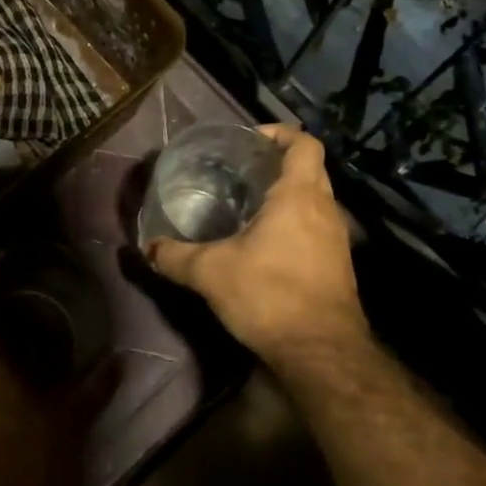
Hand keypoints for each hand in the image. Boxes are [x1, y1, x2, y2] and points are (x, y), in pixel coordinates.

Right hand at [146, 123, 368, 364]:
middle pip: (310, 170)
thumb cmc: (269, 295)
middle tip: (242, 172)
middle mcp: (326, 210)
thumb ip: (175, 257)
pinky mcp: (338, 266)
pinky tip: (266, 246)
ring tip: (250, 207)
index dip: (281, 134)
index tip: (252, 140)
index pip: (304, 144)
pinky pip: (317, 229)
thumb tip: (147, 248)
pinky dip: (295, 225)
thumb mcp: (210, 273)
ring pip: (315, 202)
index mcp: (299, 197)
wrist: (321, 352)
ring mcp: (337, 240)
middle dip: (279, 165)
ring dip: (288, 197)